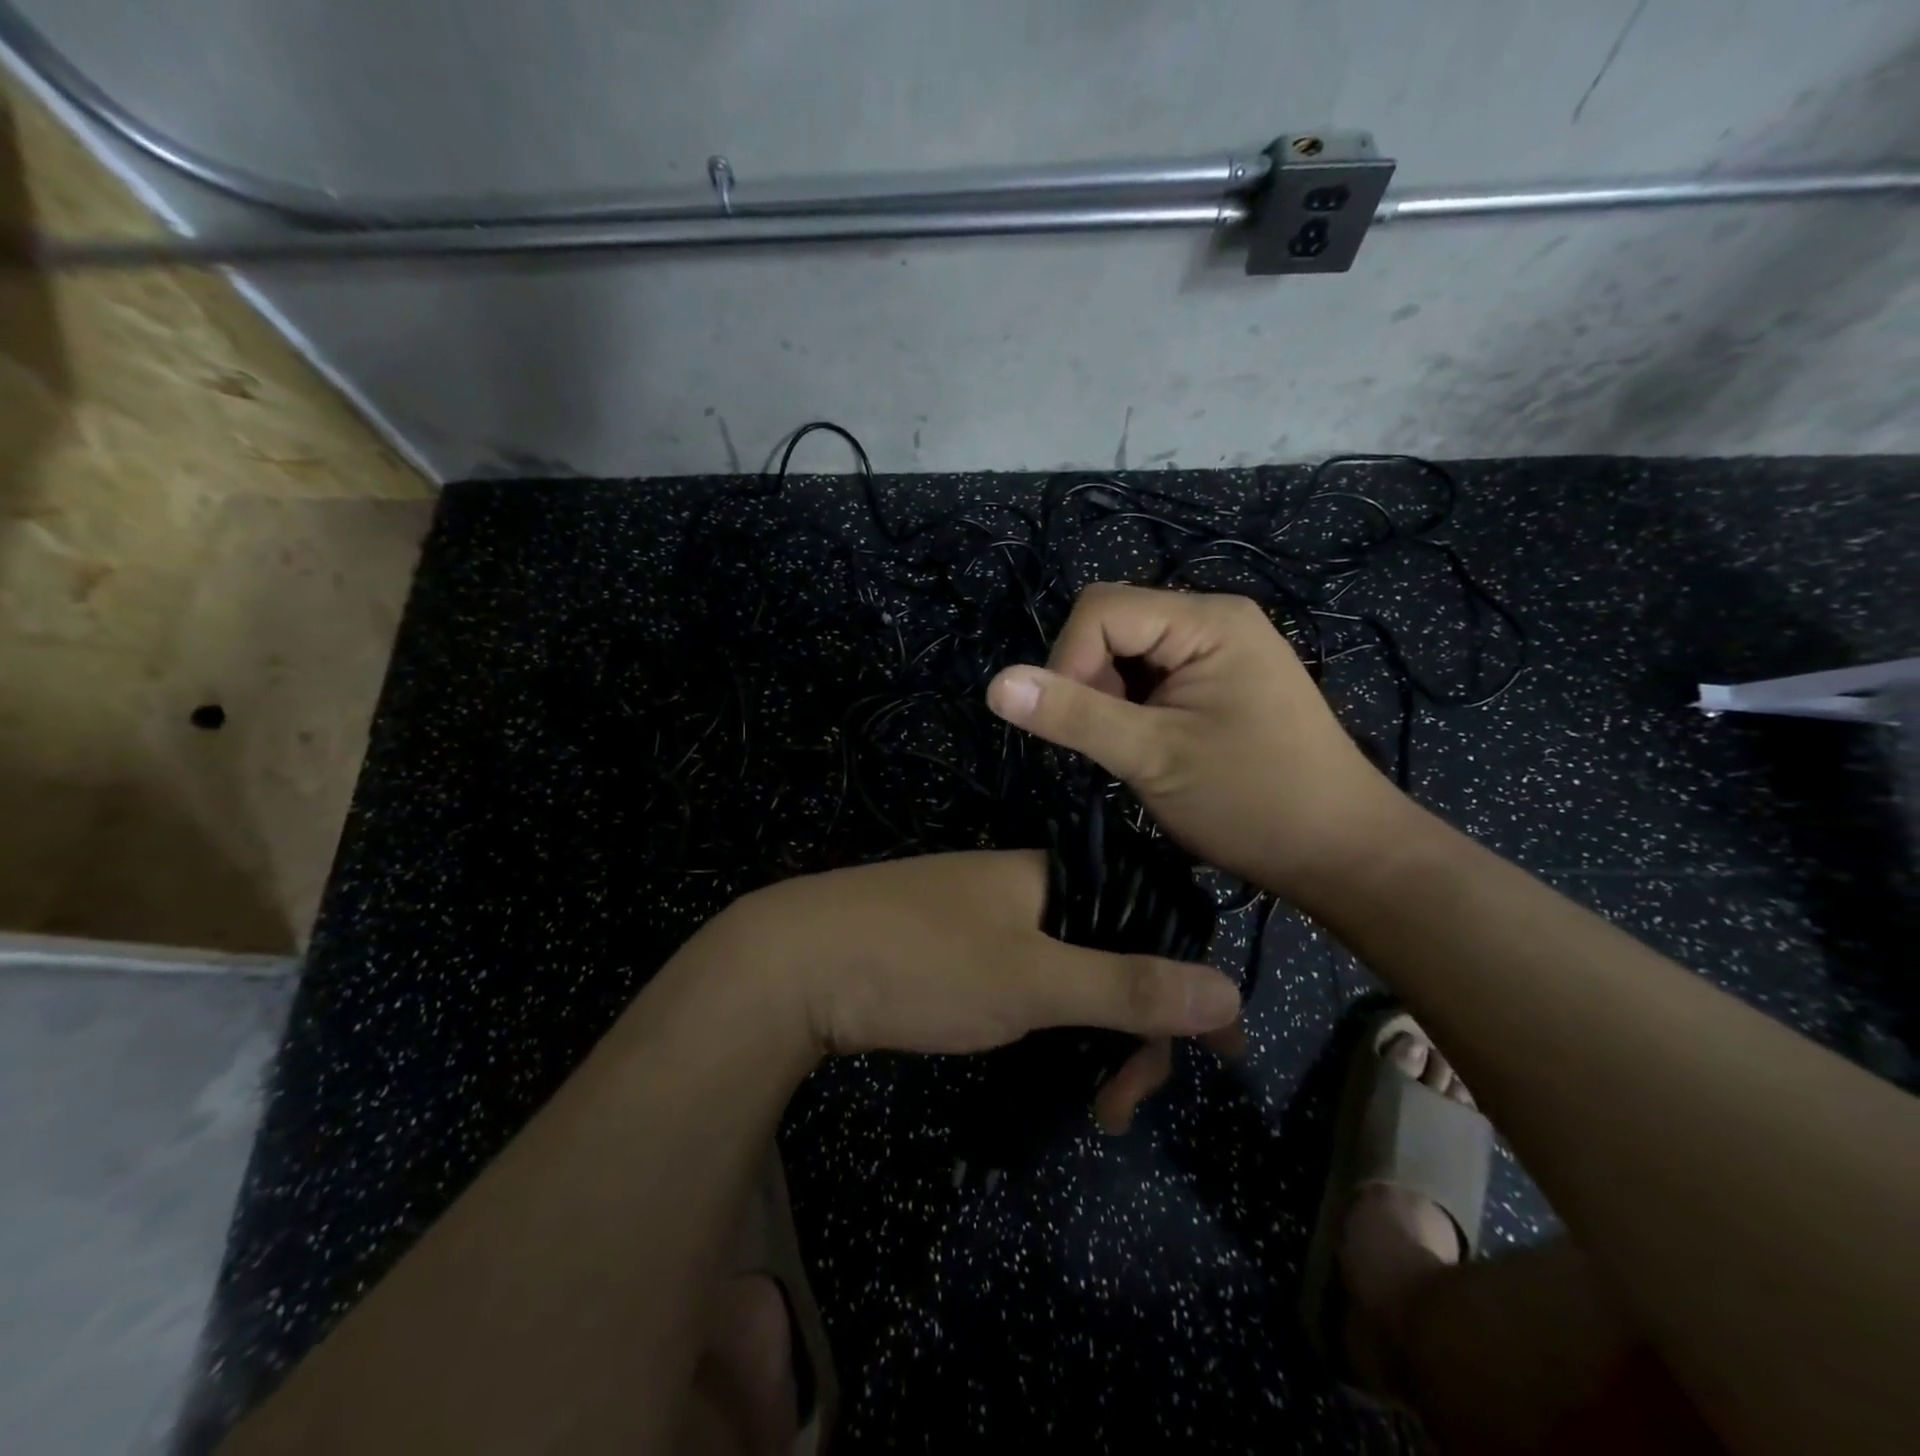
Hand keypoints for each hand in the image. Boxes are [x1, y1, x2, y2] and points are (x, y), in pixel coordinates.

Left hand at [721, 850, 1243, 1127]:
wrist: (791, 963)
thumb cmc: (920, 962)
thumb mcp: (1031, 981)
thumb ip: (1126, 986)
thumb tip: (1229, 992)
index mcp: (1050, 876)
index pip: (1146, 920)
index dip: (1184, 982)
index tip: (1215, 1053)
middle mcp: (1023, 889)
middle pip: (1108, 953)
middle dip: (1132, 1030)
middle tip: (1120, 1105)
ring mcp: (983, 919)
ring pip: (1066, 974)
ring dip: (1090, 1037)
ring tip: (1093, 1105)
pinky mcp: (950, 951)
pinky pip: (1024, 982)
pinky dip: (1047, 1026)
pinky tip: (1048, 1065)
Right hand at [985, 583, 1414, 910]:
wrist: (1342, 852)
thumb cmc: (1253, 802)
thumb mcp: (1152, 758)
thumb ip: (1074, 715)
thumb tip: (995, 684)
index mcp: (1206, 620)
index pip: (1100, 610)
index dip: (1068, 661)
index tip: (1077, 728)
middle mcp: (1214, 619)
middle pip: (1112, 625)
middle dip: (1091, 681)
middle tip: (1112, 744)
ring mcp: (1220, 650)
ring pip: (1128, 654)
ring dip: (1111, 699)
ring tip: (1134, 751)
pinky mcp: (1220, 680)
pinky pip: (1153, 675)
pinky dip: (1133, 708)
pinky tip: (1151, 746)